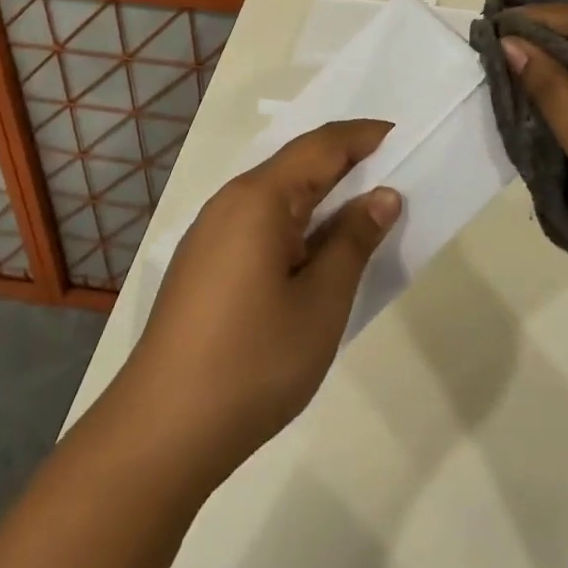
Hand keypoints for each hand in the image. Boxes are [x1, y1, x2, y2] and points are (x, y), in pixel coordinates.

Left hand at [119, 119, 400, 483]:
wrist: (162, 431)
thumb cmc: (253, 361)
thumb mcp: (321, 302)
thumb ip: (353, 241)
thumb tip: (382, 196)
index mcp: (259, 198)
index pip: (321, 146)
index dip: (364, 137)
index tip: (404, 137)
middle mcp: (230, 202)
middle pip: (296, 165)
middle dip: (346, 163)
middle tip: (395, 171)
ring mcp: (211, 234)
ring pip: (277, 196)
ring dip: (321, 196)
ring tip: (363, 210)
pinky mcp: (204, 264)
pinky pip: (259, 223)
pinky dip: (297, 223)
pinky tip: (315, 251)